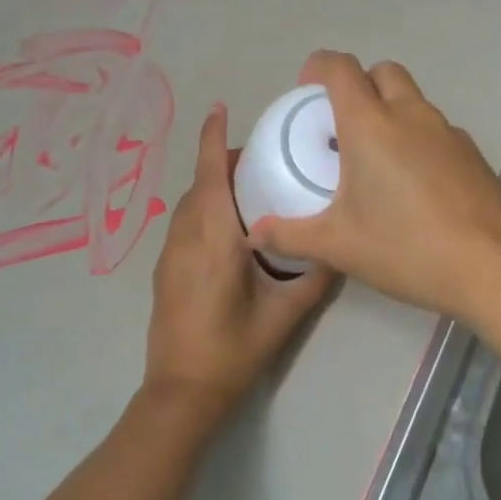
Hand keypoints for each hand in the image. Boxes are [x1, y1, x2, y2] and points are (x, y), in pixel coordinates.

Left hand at [143, 103, 334, 419]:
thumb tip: (336, 249)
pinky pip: (184, 224)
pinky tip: (230, 230)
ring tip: (250, 192)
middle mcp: (185, 237)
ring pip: (189, 205)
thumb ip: (314, 277)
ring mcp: (169, 254)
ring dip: (212, 188)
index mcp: (213, 238)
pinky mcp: (164, 271)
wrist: (181, 391)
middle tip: (263, 161)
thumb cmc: (233, 350)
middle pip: (200, 184)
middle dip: (223, 163)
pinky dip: (204, 210)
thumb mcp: (284, 314)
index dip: (213, 138)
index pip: (210, 174)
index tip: (220, 108)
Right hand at [248, 51, 500, 320]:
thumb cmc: (406, 249)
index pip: (341, 69)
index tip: (305, 89)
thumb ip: (290, 236)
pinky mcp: (472, 154)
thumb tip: (253, 234)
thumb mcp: (338, 246)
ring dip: (389, 110)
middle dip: (358, 84)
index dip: (318, 67)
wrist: (492, 268)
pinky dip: (417, 138)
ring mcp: (448, 132)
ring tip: (375, 159)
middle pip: (382, 72)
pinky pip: (436, 129)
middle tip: (341, 124)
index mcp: (371, 126)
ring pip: (413, 99)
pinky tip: (414, 184)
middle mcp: (411, 116)